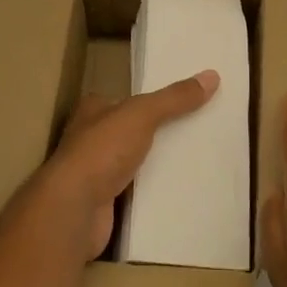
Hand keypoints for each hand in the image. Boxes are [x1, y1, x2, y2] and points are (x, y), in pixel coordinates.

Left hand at [35, 70, 218, 258]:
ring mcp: (95, 173)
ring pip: (134, 163)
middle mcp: (90, 139)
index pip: (125, 99)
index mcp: (93, 110)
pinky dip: (153, 192)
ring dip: (156, 164)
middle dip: (158, 133)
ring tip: (195, 161)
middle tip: (196, 132)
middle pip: (131, 131)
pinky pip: (136, 193)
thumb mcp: (142, 114)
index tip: (182, 103)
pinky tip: (179, 192)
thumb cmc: (102, 151)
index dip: (150, 100)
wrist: (73, 210)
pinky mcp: (104, 204)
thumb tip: (212, 76)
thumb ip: (174, 98)